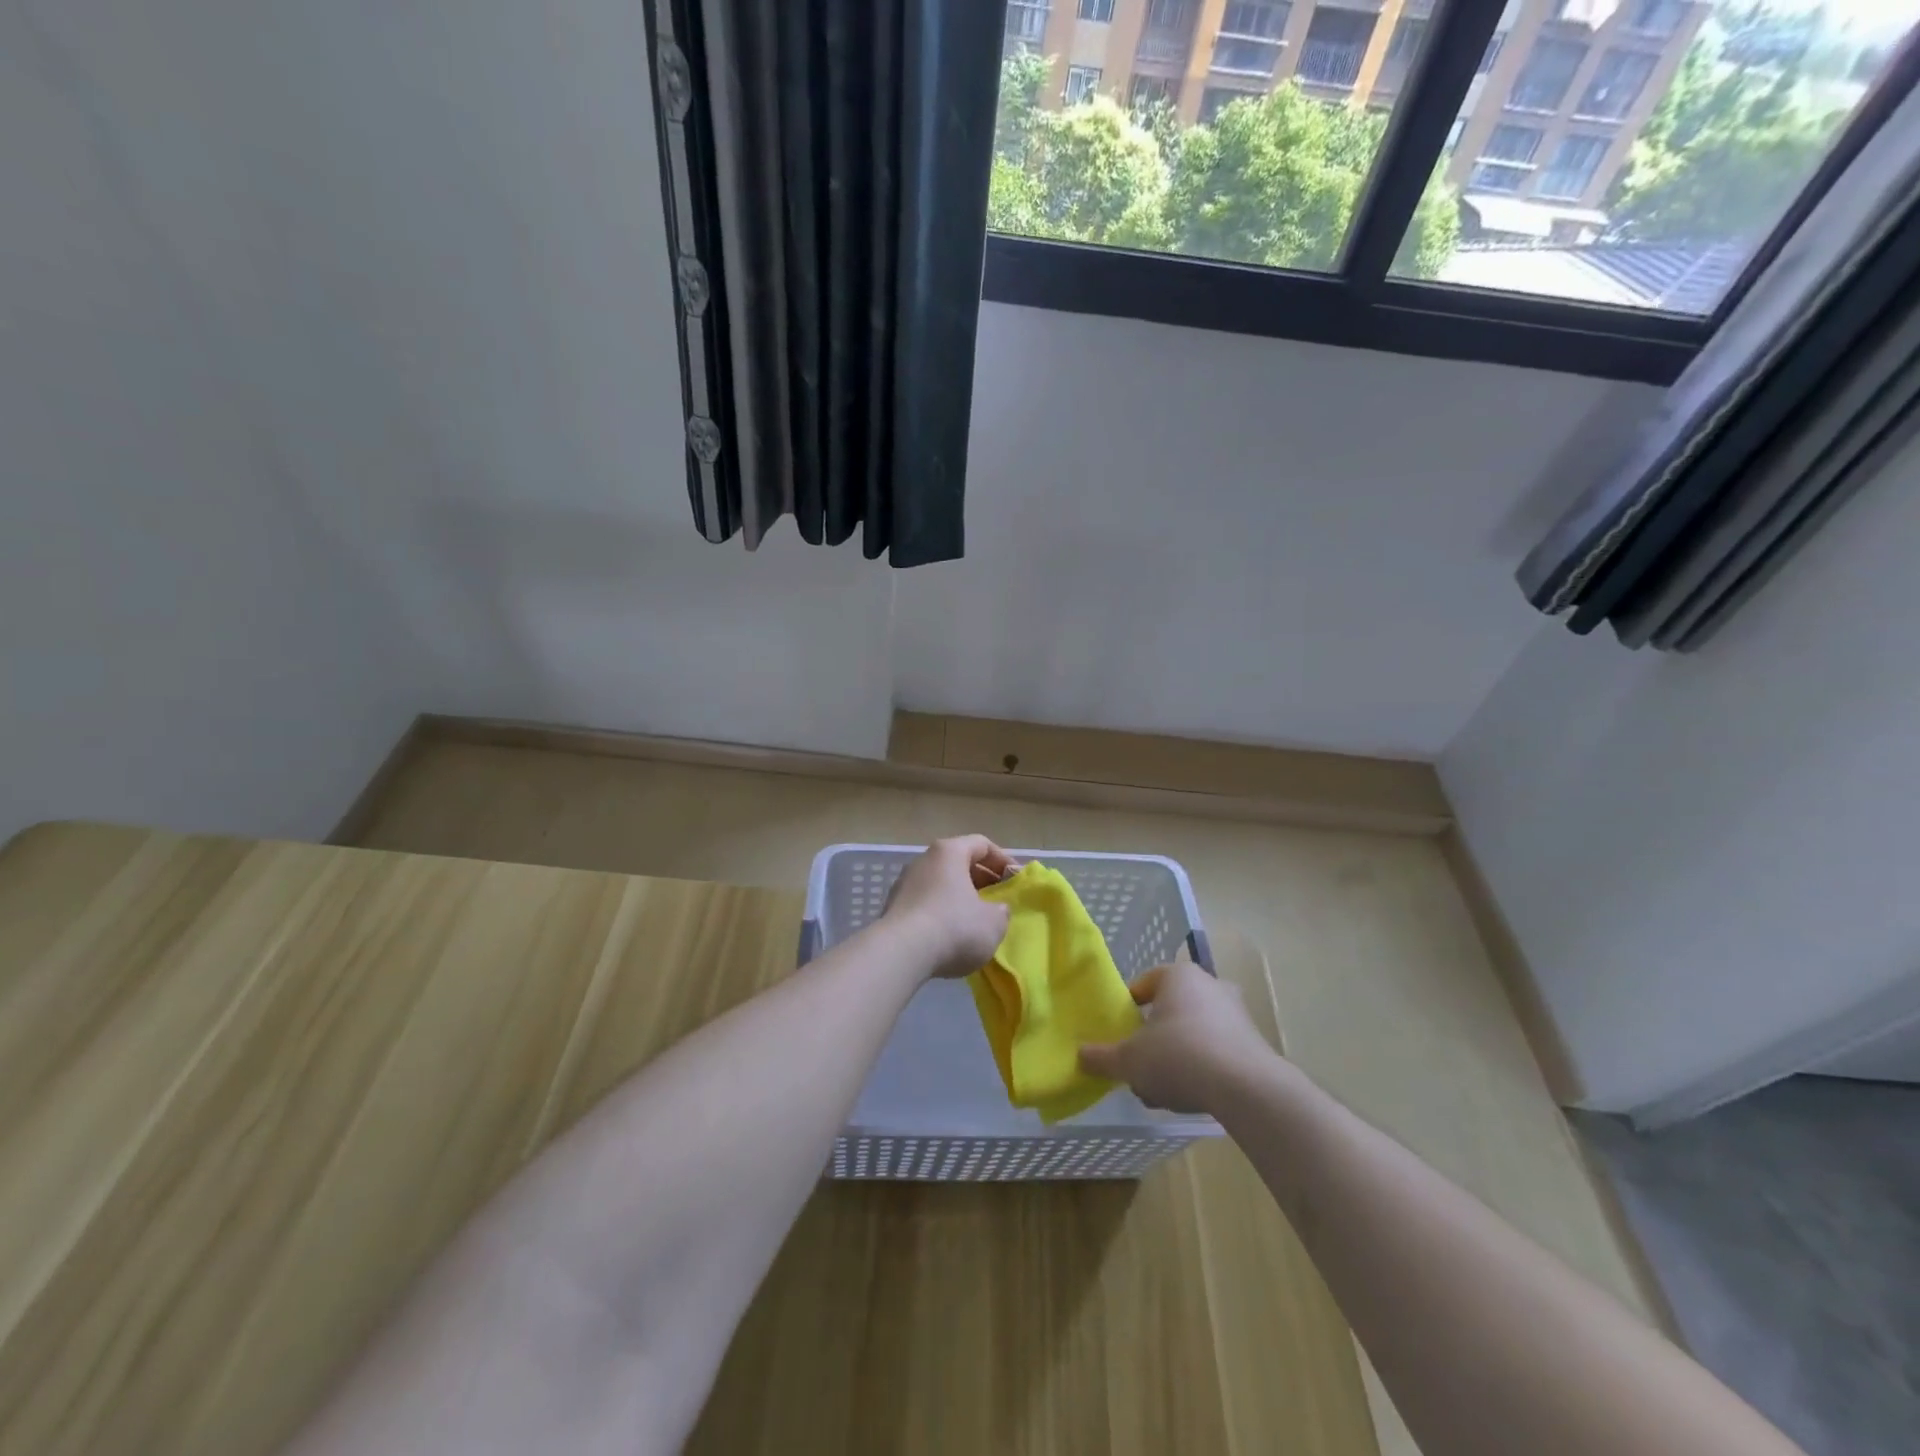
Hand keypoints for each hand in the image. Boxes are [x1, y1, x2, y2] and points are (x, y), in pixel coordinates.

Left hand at [881, 835, 1018, 980]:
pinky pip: (925, 902)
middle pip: (959, 862)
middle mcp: (924, 860)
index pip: (982, 844)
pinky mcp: (893, 906)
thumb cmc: (954, 927)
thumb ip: (1001, 911)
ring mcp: (904, 882)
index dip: (1003, 860)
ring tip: (975, 920)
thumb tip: (997, 909)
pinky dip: (941, 912)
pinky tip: (950, 935)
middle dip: (981, 879)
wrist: (900, 953)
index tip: (1015, 881)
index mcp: (949, 852)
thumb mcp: (993, 923)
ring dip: (960, 897)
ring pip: (941, 883)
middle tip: (998, 900)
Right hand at [1079, 958, 1275, 1114]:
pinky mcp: (1254, 1043)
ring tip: (1163, 1091)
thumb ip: (1102, 1057)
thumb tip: (1080, 1055)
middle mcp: (1210, 984)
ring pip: (1192, 1032)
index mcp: (1178, 975)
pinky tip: (1192, 1097)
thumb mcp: (1129, 1060)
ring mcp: (1236, 1013)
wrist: (1248, 1090)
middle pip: (1169, 1010)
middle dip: (1153, 1038)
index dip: (1127, 1010)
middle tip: (1140, 1066)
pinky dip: (1201, 1068)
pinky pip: (1216, 1051)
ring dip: (1176, 1057)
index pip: (1143, 984)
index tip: (1119, 1036)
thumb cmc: (1180, 1057)